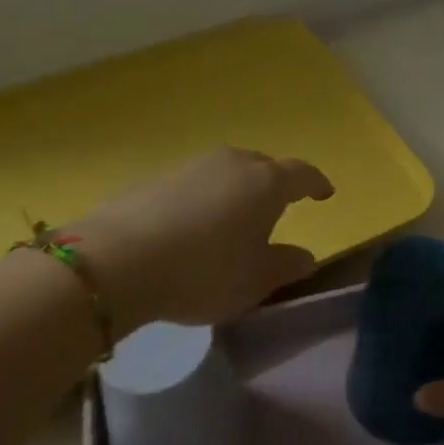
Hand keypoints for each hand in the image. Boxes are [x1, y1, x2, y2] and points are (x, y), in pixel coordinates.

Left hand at [67, 148, 333, 331]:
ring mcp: (192, 166)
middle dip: (275, 184)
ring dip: (236, 190)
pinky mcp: (156, 177)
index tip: (325, 193)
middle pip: (263, 167)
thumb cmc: (205, 271)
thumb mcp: (255, 280)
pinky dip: (203, 198)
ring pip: (227, 172)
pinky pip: (194, 183)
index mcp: (266, 183)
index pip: (302, 174)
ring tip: (232, 219)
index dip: (316, 184)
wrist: (118, 261)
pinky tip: (191, 225)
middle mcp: (233, 164)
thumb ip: (286, 265)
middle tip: (276, 209)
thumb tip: (306, 256)